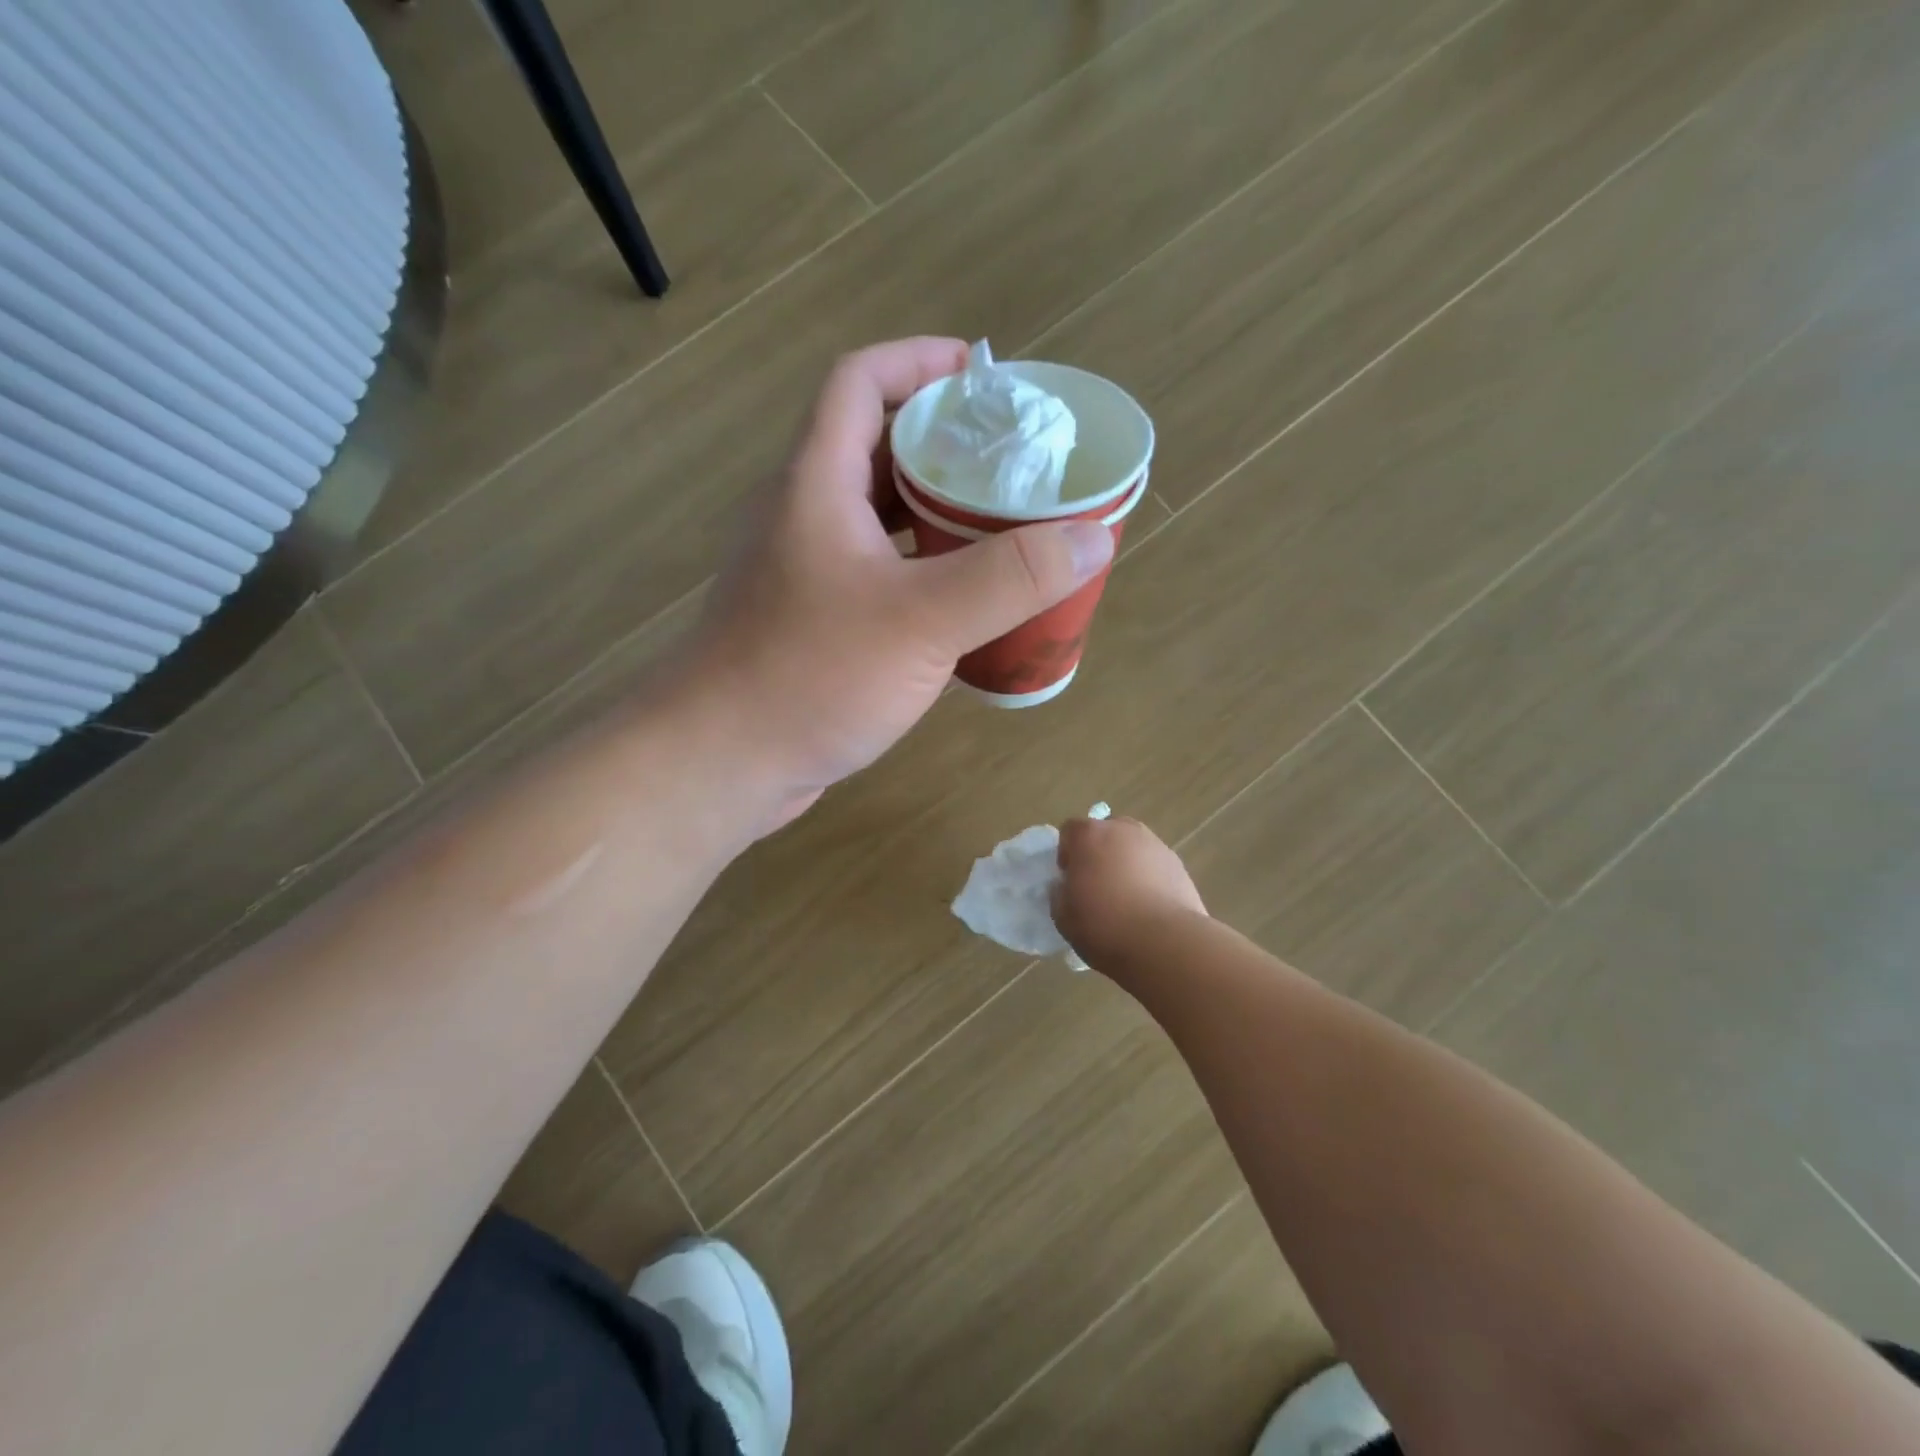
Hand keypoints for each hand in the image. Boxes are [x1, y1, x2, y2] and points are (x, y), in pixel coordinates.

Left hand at [681, 338, 1115, 825]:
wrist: (718, 763)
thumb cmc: (809, 675)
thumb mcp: (921, 621)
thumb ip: (1008, 577)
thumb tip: (1092, 537)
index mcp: (816, 483)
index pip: (860, 382)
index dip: (920, 361)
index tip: (985, 377)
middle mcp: (804, 516)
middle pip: (876, 449)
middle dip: (946, 445)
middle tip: (1016, 464)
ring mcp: (804, 573)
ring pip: (878, 520)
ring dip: (937, 517)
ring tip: (1005, 530)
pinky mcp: (811, 623)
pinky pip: (875, 576)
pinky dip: (921, 577)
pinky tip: (964, 608)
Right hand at [1053, 815, 1206, 967]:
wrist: (1165, 943)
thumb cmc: (1104, 925)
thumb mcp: (1062, 916)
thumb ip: (1060, 893)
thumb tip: (1066, 885)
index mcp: (1089, 835)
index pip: (1070, 831)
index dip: (1067, 855)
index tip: (1070, 881)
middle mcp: (1123, 830)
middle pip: (1105, 834)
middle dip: (1099, 854)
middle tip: (1097, 888)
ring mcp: (1155, 845)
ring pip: (1132, 848)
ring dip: (1126, 865)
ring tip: (1127, 901)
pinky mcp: (1178, 865)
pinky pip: (1154, 866)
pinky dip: (1149, 879)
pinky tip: (1149, 909)